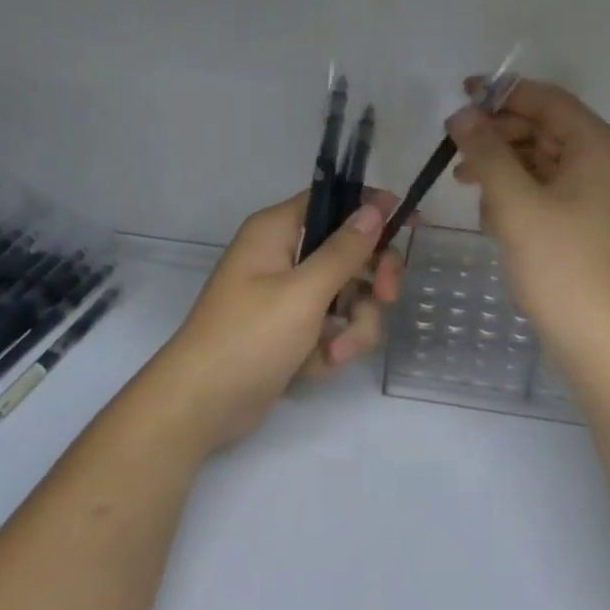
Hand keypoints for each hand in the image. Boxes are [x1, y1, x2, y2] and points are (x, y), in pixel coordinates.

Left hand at [156, 189, 402, 448]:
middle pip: (349, 252)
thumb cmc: (248, 338)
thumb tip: (374, 208)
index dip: (371, 209)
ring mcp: (288, 297)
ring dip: (353, 326)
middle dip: (371, 280)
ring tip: (335, 352)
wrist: (200, 407)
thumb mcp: (303, 293)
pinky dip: (331, 347)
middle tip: (387, 297)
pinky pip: (331, 327)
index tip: (408, 224)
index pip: (333, 201)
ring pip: (347, 296)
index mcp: (277, 231)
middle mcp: (284, 256)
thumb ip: (344, 251)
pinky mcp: (292, 332)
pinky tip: (316, 367)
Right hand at [449, 78, 609, 352]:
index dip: (503, 93)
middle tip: (455, 148)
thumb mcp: (516, 203)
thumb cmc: (561, 265)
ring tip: (466, 183)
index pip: (548, 100)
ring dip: (504, 166)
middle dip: (499, 135)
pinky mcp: (589, 220)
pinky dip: (519, 192)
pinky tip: (492, 212)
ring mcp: (600, 193)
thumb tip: (461, 114)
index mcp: (601, 146)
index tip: (460, 94)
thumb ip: (487, 152)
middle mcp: (607, 161)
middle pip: (545, 128)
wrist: (600, 340)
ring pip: (543, 160)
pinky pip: (549, 188)